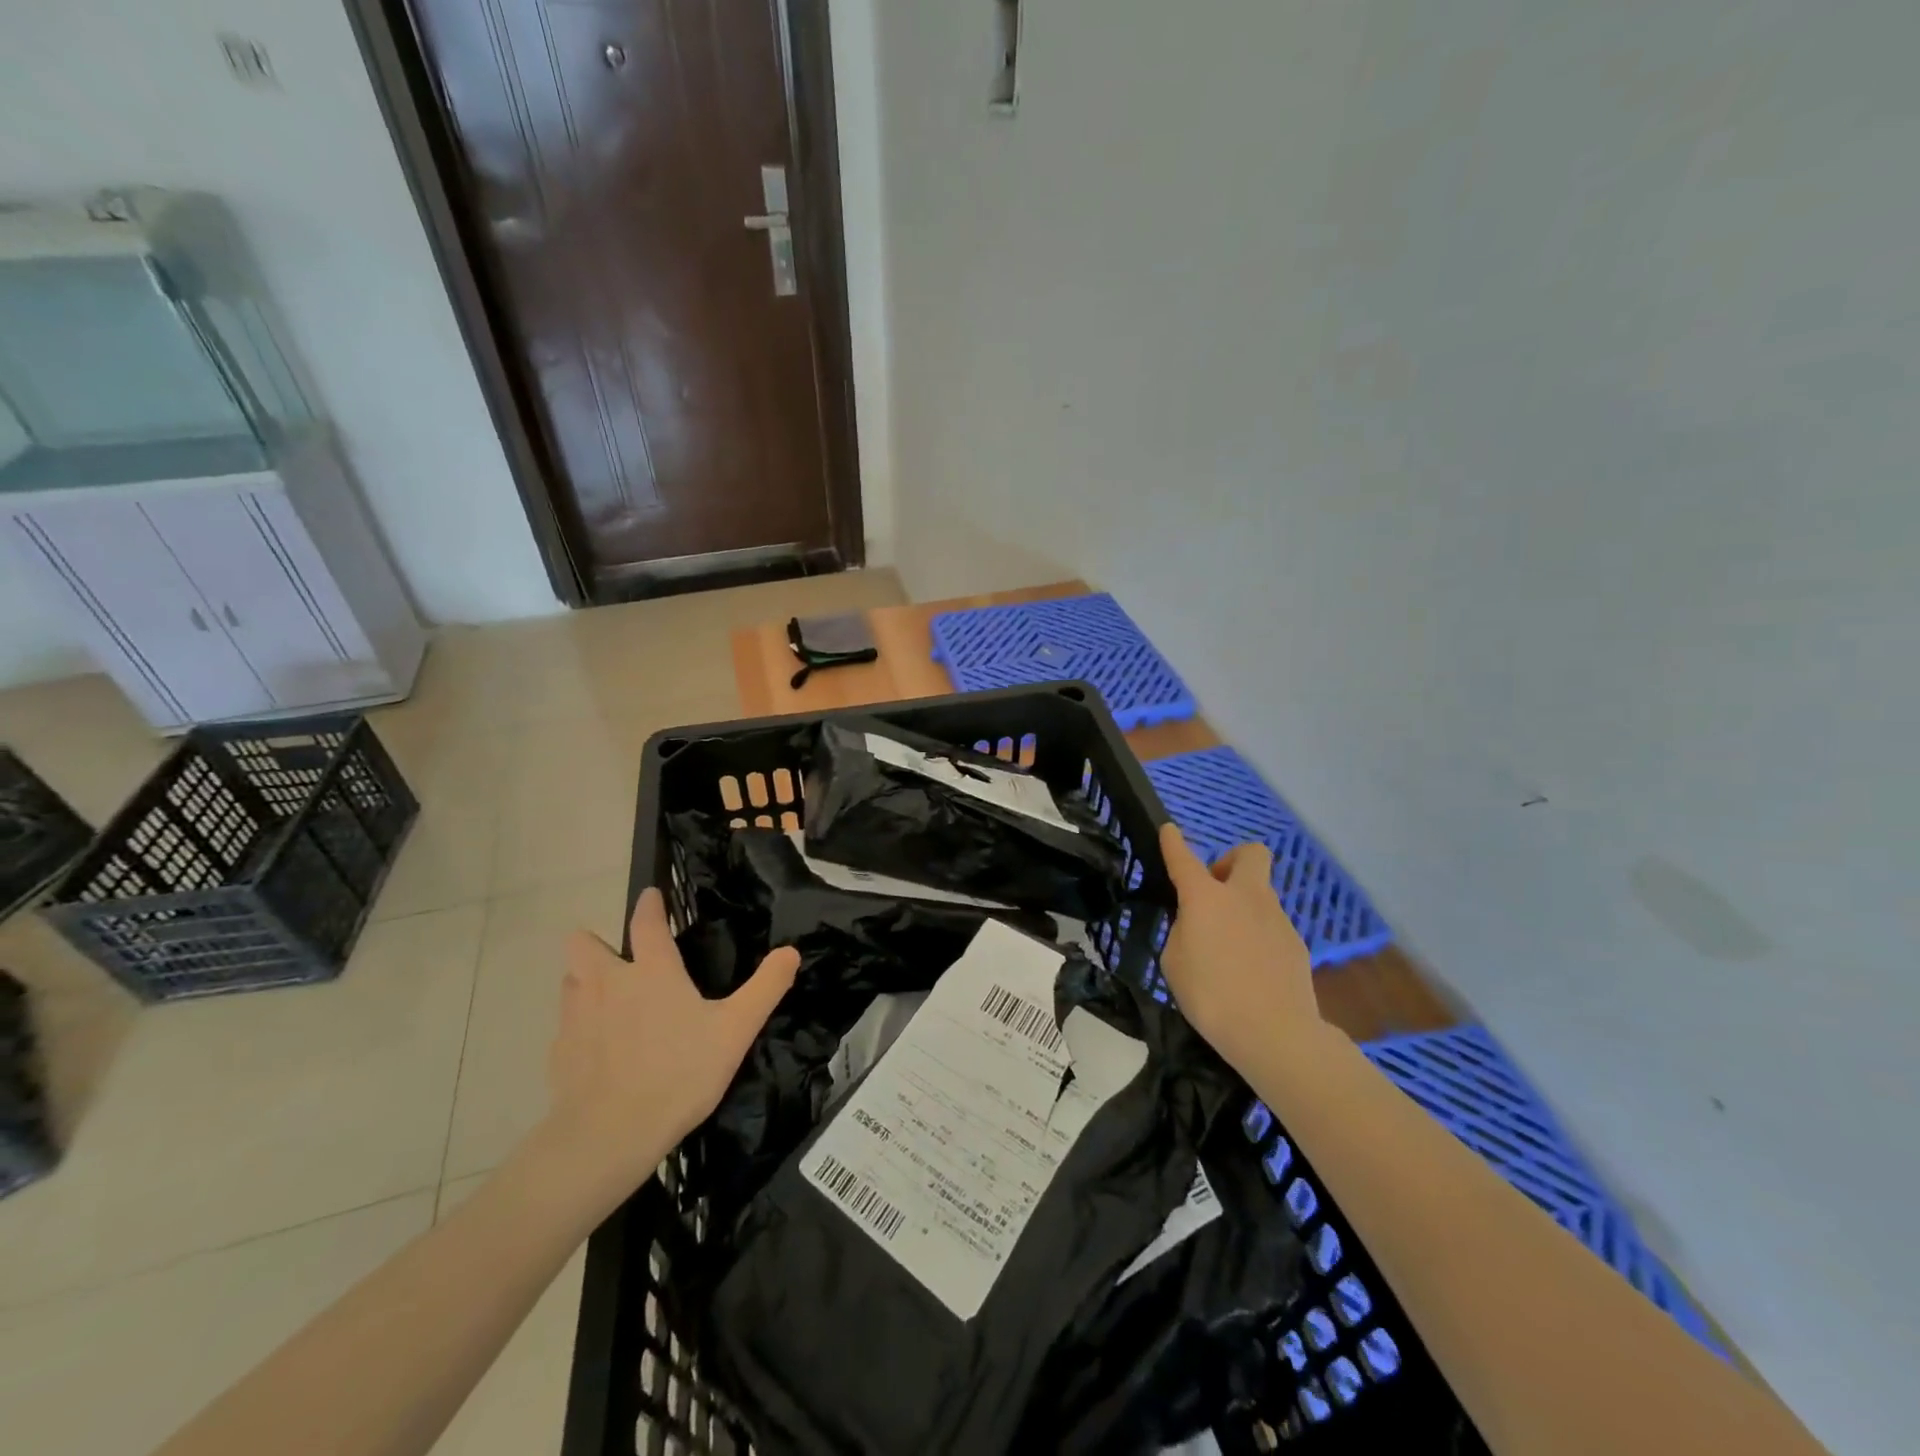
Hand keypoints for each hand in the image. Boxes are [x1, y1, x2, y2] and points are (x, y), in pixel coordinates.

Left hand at [541, 888, 799, 1207]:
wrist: (608, 1136)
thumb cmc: (678, 1074)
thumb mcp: (736, 1030)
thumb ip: (765, 988)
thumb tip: (790, 952)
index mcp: (651, 971)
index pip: (645, 921)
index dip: (649, 904)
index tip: (651, 895)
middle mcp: (607, 982)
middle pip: (583, 943)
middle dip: (597, 943)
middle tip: (622, 961)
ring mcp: (576, 1017)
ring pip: (570, 981)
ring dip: (585, 981)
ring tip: (610, 1002)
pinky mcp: (558, 1052)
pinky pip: (565, 1025)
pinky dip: (580, 1028)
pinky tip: (599, 1051)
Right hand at [1159, 823, 1320, 1075]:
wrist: (1275, 1033)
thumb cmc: (1211, 996)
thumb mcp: (1175, 962)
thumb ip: (1183, 932)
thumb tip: (1197, 924)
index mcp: (1206, 898)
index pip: (1184, 858)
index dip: (1173, 842)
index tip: (1168, 830)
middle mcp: (1244, 897)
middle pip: (1249, 854)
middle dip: (1231, 861)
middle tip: (1215, 889)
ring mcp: (1276, 918)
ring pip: (1260, 894)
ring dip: (1243, 905)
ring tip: (1228, 946)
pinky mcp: (1296, 943)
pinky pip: (1271, 926)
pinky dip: (1258, 936)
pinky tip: (1251, 969)